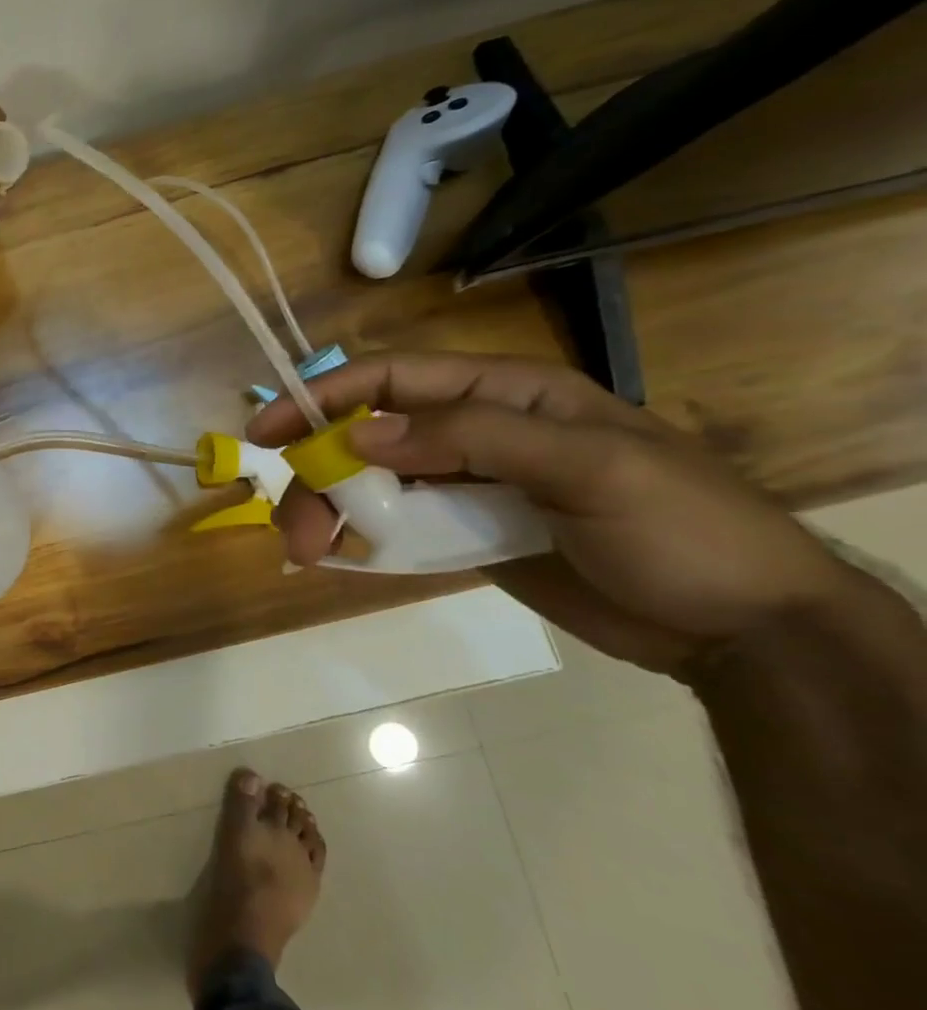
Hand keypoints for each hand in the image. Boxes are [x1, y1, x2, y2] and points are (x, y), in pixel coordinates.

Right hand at [247, 352, 860, 675]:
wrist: (742, 630)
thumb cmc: (680, 528)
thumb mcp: (589, 466)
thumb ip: (473, 438)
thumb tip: (361, 435)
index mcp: (504, 395)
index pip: (393, 379)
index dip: (323, 396)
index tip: (267, 431)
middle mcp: (474, 432)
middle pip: (368, 436)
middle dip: (319, 474)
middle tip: (292, 527)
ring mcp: (467, 487)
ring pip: (373, 484)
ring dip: (330, 510)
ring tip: (308, 551)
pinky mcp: (465, 535)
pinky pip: (395, 526)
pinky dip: (359, 537)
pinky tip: (338, 557)